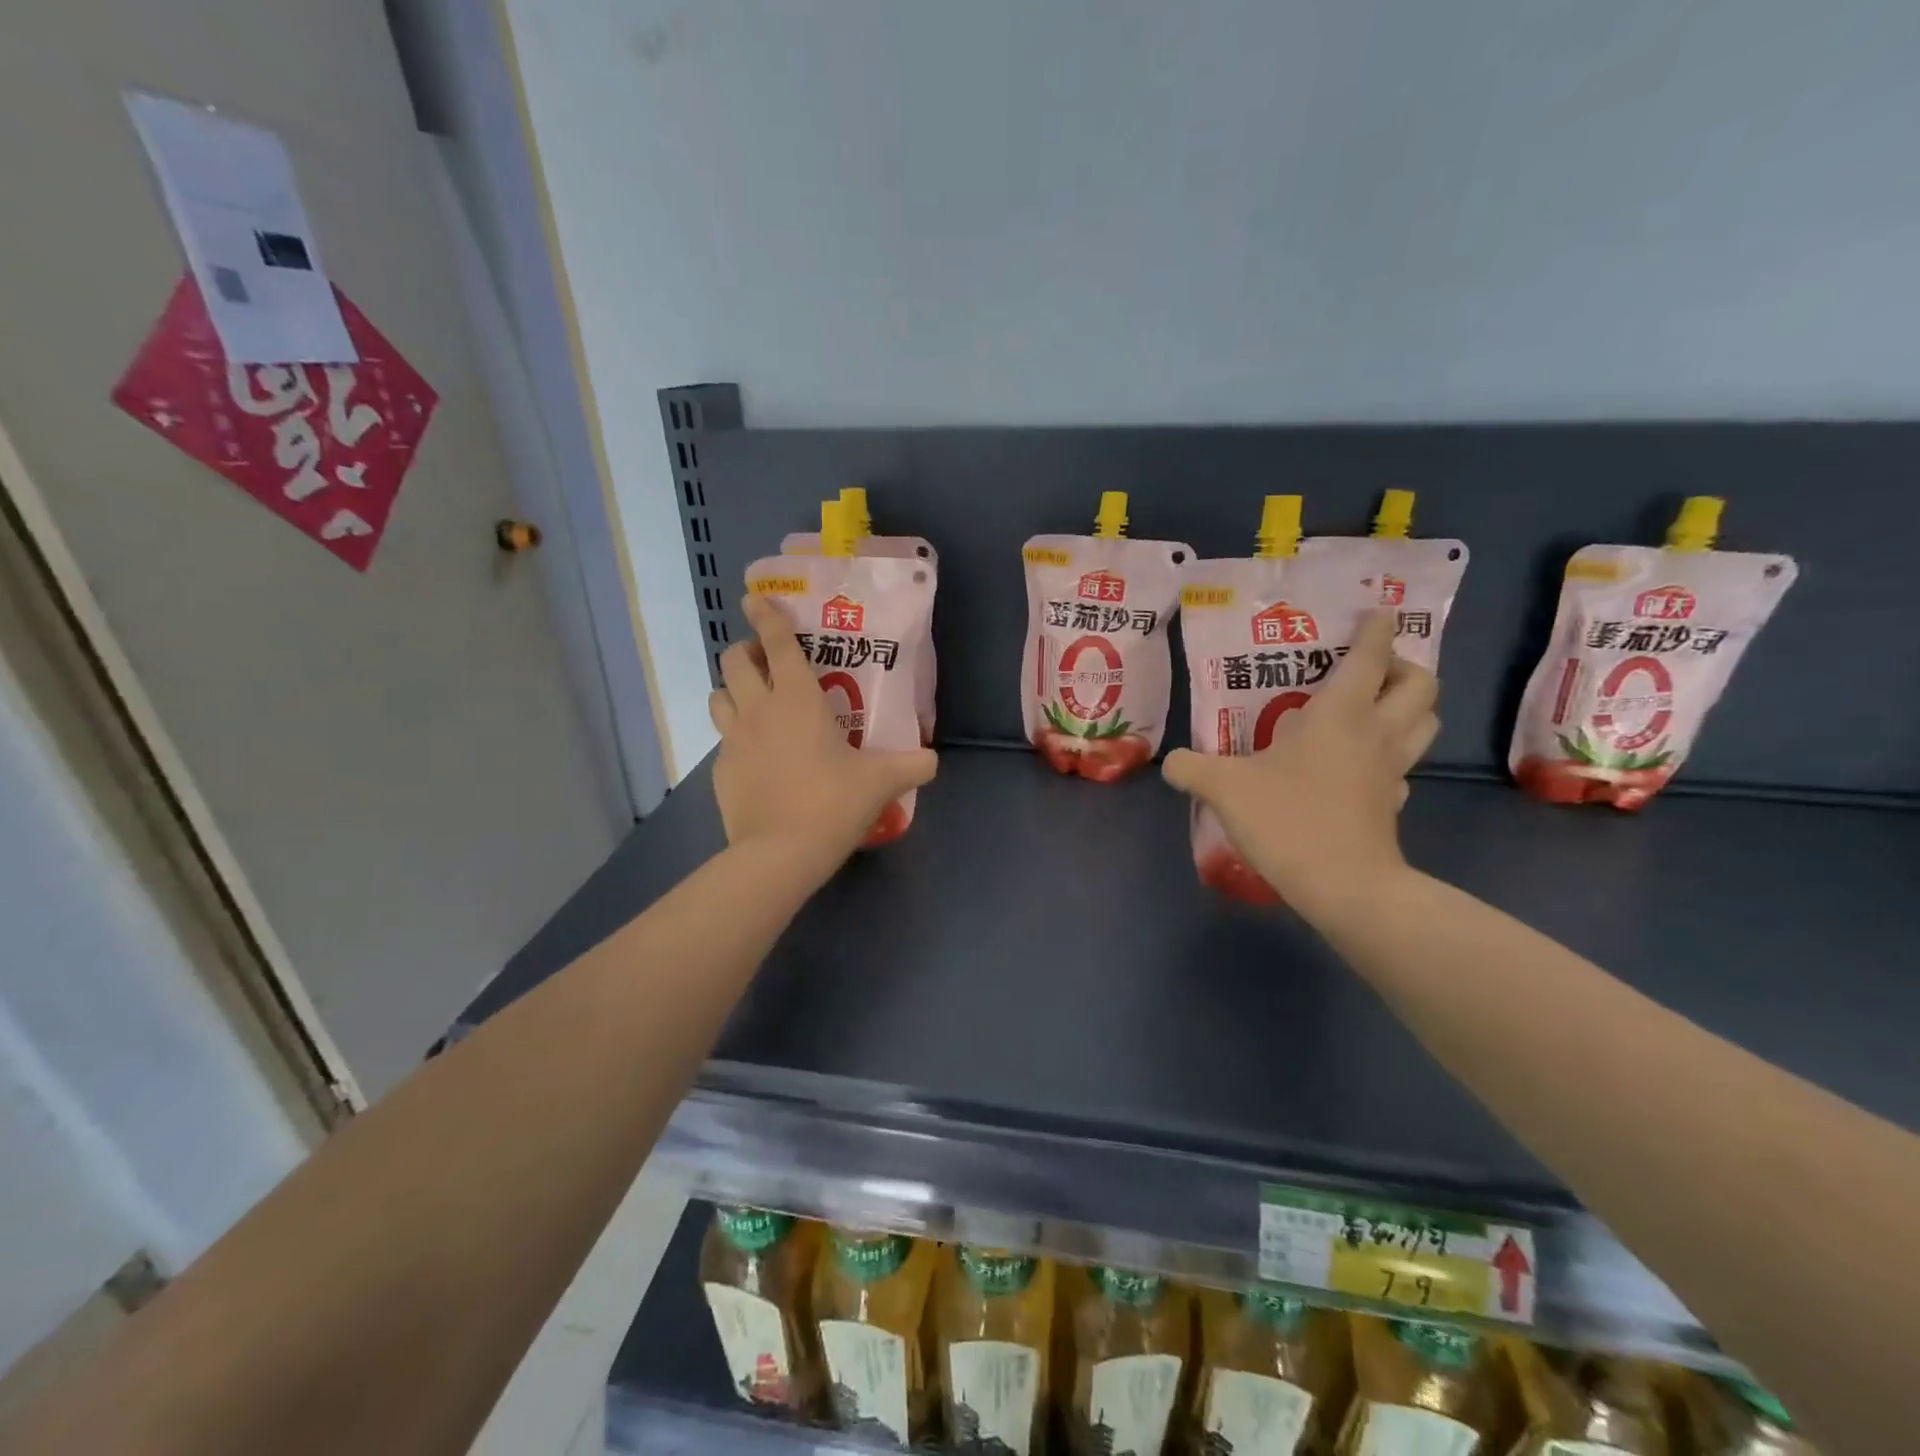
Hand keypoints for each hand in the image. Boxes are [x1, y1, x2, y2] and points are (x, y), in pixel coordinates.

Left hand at [708, 594, 936, 874]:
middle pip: (734, 661)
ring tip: (754, 703)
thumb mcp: (882, 782)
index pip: (777, 643)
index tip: (755, 598)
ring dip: (732, 690)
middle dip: (745, 652)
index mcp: (797, 699)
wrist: (780, 853)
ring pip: (718, 696)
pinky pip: (722, 740)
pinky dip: (735, 736)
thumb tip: (933, 759)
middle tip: (766, 663)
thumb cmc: (833, 803)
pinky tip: (755, 756)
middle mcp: (758, 709)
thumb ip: (912, 765)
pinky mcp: (719, 770)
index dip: (766, 616)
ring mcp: (732, 740)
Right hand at [1162, 611, 1437, 917]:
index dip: (1376, 628)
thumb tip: (1171, 762)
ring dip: (1409, 707)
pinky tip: (1360, 767)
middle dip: (1405, 666)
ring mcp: (1391, 770)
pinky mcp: (1392, 803)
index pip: (1371, 655)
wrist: (1344, 886)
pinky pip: (1405, 767)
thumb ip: (1191, 767)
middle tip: (1369, 671)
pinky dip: (1391, 757)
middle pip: (1422, 683)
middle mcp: (1376, 732)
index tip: (1375, 612)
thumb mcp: (1223, 788)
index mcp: (1341, 713)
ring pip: (1426, 722)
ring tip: (1371, 710)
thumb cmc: (1288, 819)